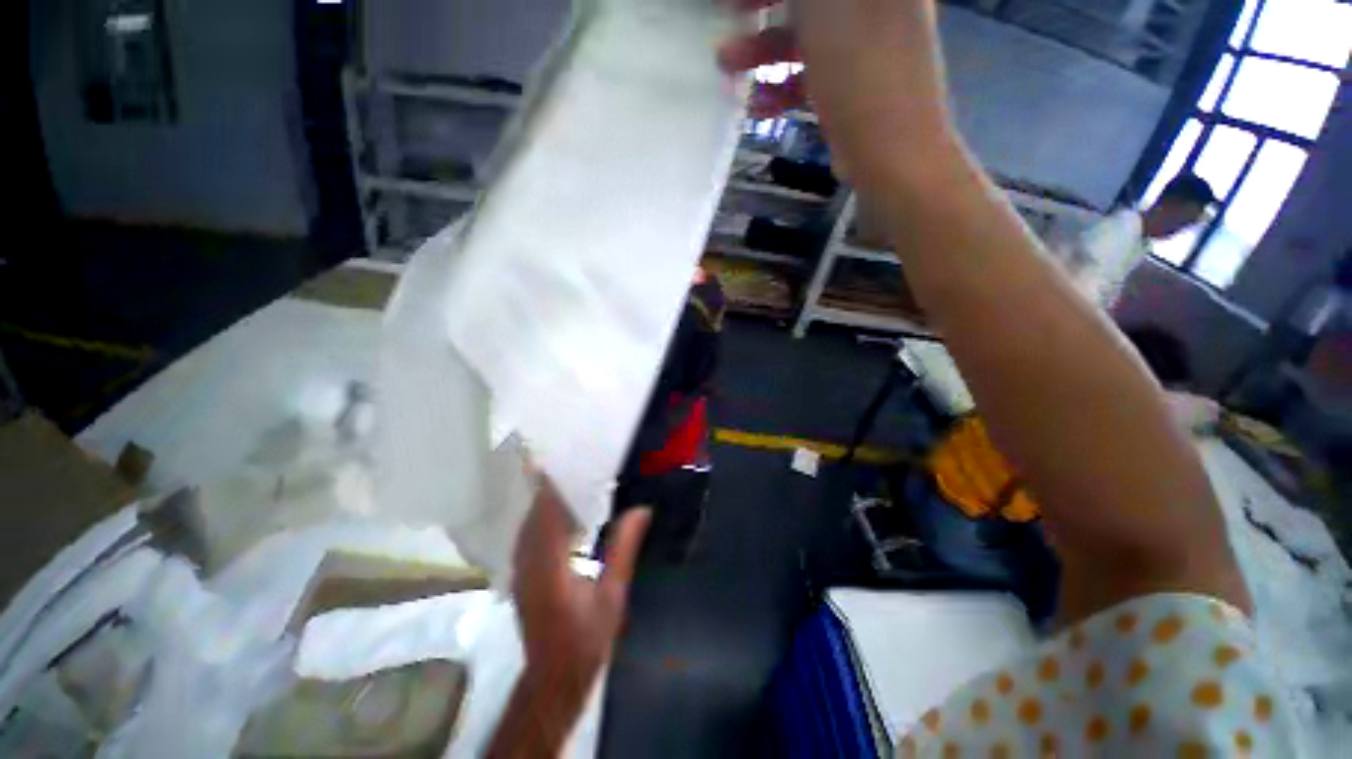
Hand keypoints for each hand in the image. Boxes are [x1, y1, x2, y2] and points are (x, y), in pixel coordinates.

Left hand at [488, 479, 650, 757]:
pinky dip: (543, 514)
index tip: (573, 459)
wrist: (554, 677)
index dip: (557, 483)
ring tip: (573, 477)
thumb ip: (623, 548)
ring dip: (548, 498)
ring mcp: (520, 567)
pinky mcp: (521, 572)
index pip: (549, 511)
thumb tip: (641, 510)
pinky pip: (529, 532)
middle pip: (537, 510)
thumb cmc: (586, 639)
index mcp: (550, 565)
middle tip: (579, 461)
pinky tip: (563, 509)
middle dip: (554, 484)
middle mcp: (528, 561)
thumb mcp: (612, 595)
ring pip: (530, 520)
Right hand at [719, 0, 958, 191]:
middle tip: (731, 13)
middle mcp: (875, 2)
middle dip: (764, 5)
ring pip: (807, 32)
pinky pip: (813, 70)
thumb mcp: (823, 5)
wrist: (891, 151)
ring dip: (762, 47)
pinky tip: (757, 102)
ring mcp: (866, 42)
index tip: (737, 0)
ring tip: (727, 63)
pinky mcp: (854, 82)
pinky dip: (783, 83)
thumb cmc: (860, 69)